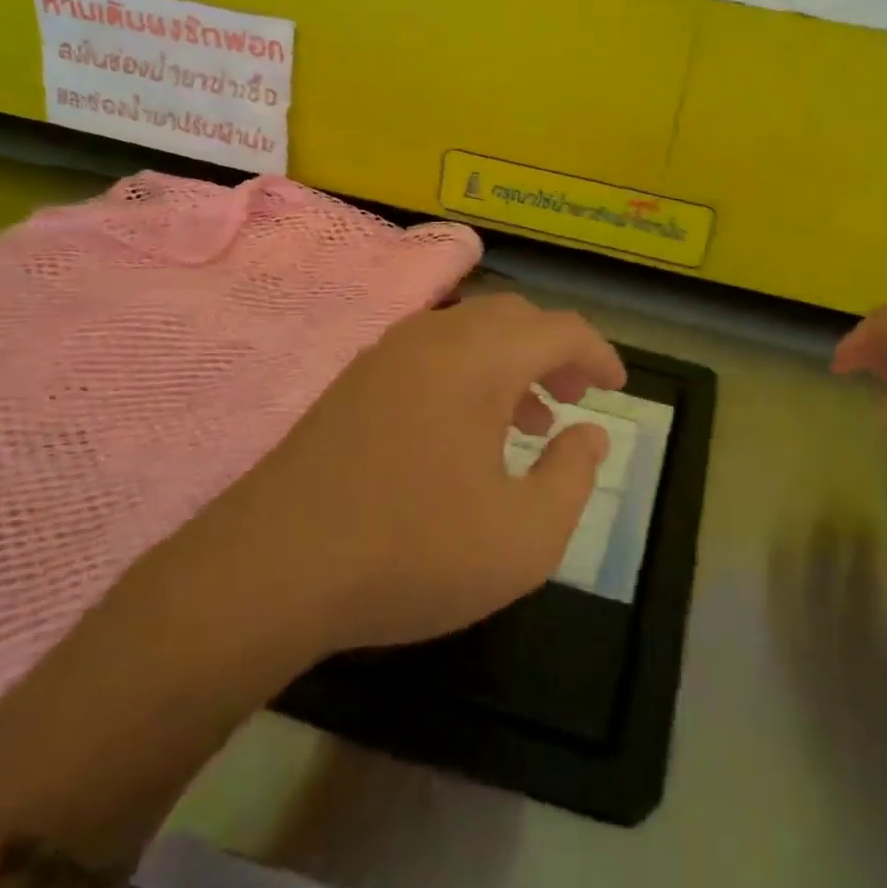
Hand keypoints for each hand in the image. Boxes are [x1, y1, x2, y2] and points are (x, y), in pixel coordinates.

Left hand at [189, 293, 626, 660]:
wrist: (270, 570)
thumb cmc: (412, 552)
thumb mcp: (524, 537)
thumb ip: (573, 477)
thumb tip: (589, 434)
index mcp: (480, 360)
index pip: (559, 330)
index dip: (598, 353)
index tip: (616, 387)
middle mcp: (434, 338)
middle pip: (513, 317)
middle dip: (554, 350)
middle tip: (574, 396)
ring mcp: (386, 356)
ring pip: (468, 332)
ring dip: (510, 362)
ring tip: (529, 420)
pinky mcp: (353, 382)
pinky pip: (430, 354)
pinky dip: (466, 374)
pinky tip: (465, 432)